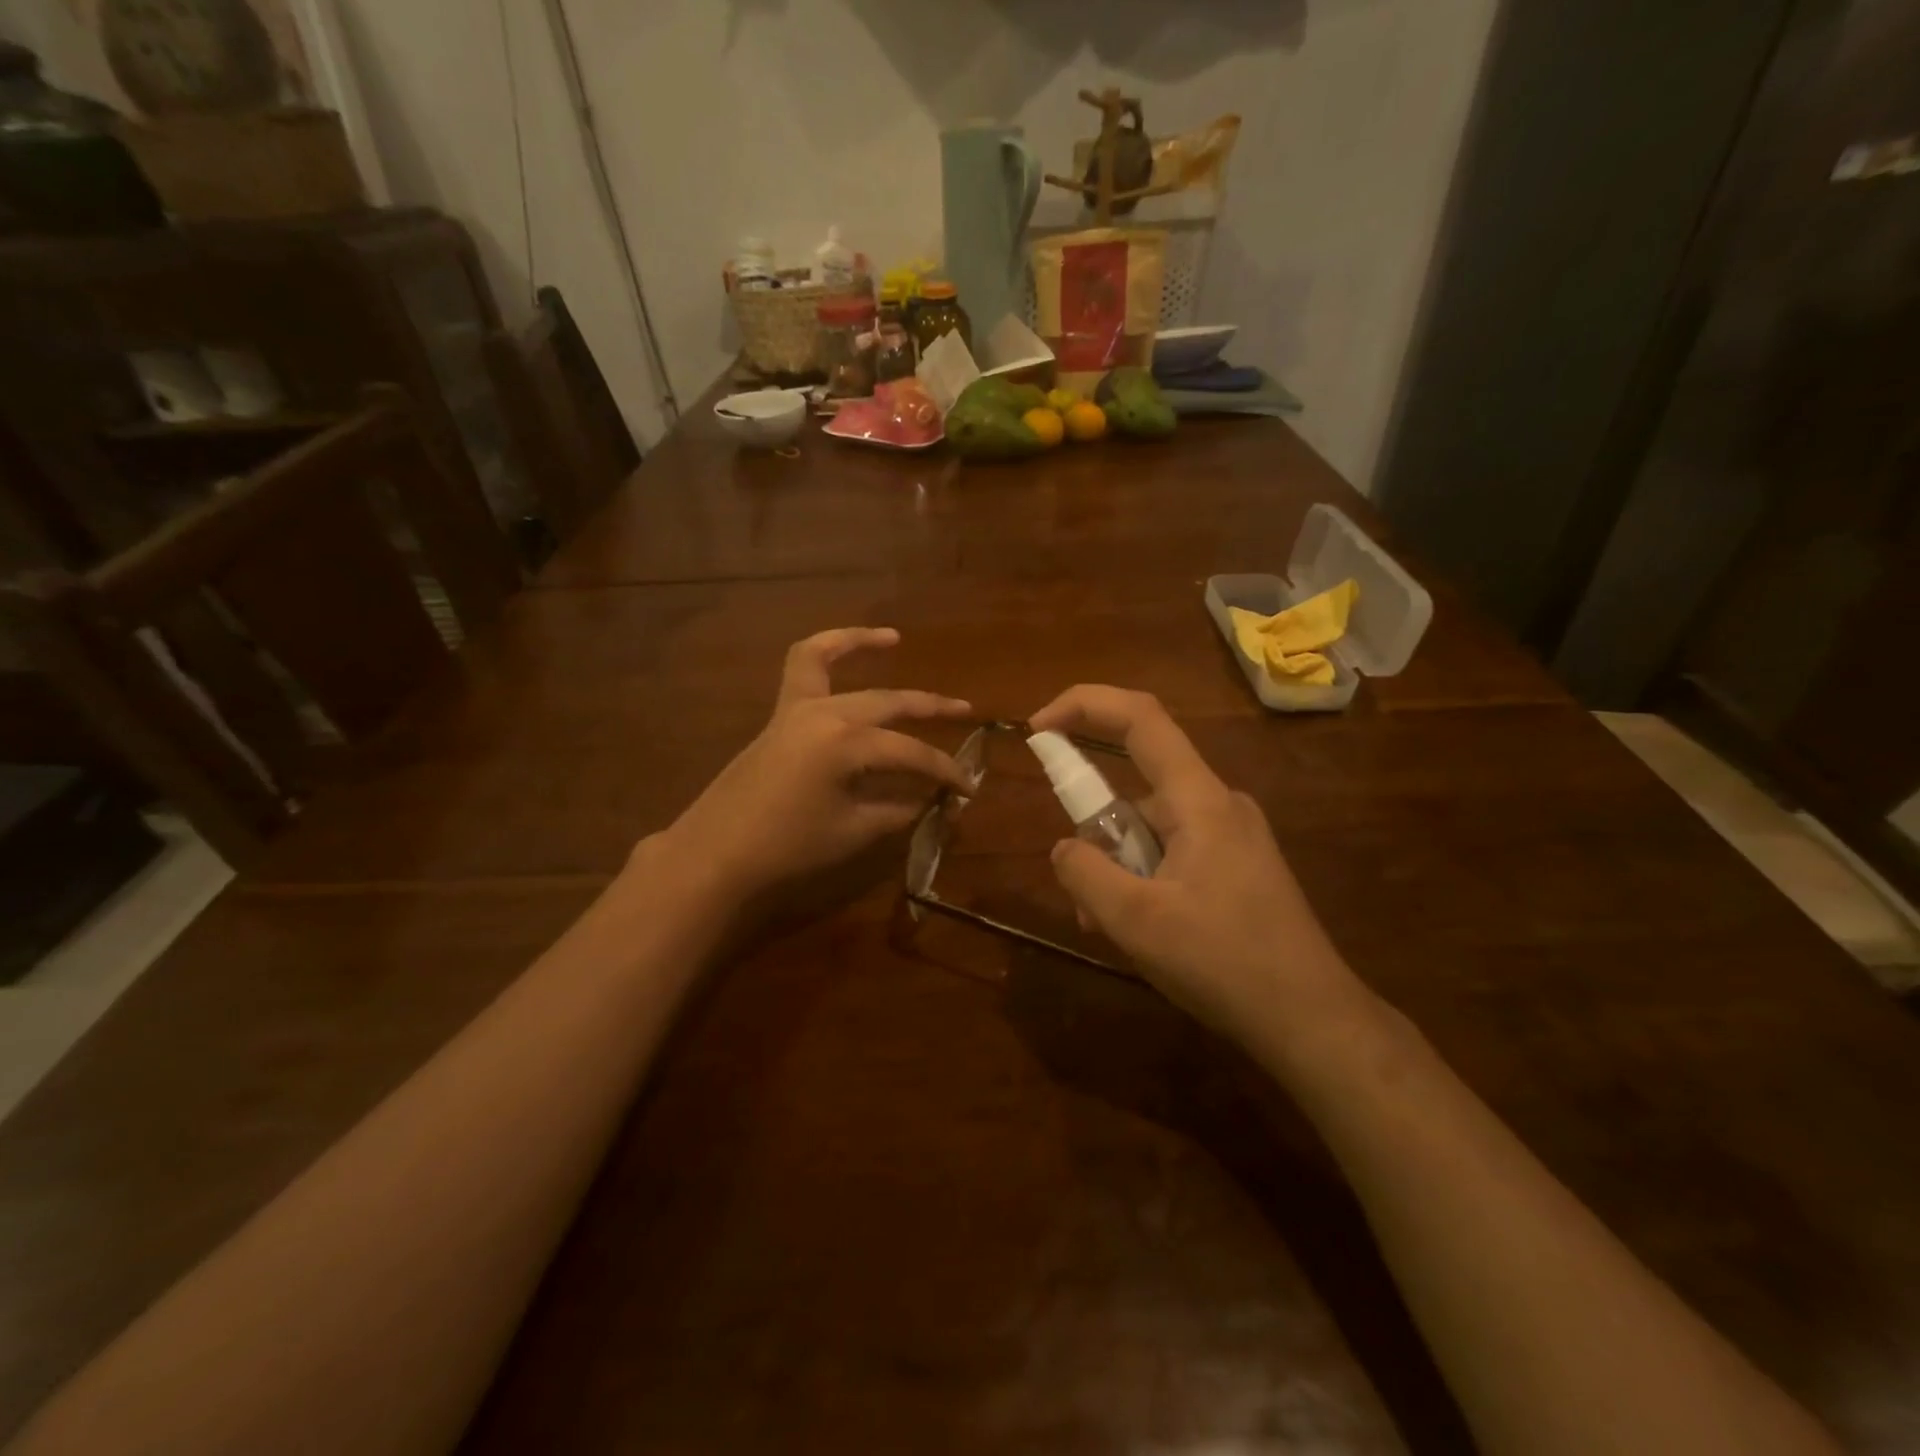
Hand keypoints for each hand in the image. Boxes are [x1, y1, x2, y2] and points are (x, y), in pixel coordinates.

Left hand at [663, 628, 973, 897]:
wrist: (716, 855)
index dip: (944, 771)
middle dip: (931, 707)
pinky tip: (840, 650)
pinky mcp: (779, 715)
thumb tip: (931, 799)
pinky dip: (822, 652)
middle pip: (889, 703)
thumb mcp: (853, 832)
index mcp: (847, 744)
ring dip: (863, 646)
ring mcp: (796, 708)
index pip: (911, 753)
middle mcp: (825, 713)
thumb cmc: (787, 848)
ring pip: (831, 661)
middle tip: (965, 712)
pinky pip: (800, 669)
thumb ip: (898, 809)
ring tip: (894, 639)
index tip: (967, 787)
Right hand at [1028, 686, 1371, 1053]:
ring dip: (1118, 869)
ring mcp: (1231, 836)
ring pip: (1150, 829)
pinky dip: (1143, 880)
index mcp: (1199, 800)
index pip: (1140, 718)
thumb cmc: (1225, 963)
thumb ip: (1085, 874)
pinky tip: (1142, 932)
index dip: (1083, 704)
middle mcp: (1218, 804)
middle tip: (1082, 896)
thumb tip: (1064, 848)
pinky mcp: (1236, 866)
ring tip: (1111, 930)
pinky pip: (1172, 854)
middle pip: (1137, 787)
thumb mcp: (1136, 921)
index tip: (1037, 727)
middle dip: (1095, 832)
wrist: (1312, 1020)